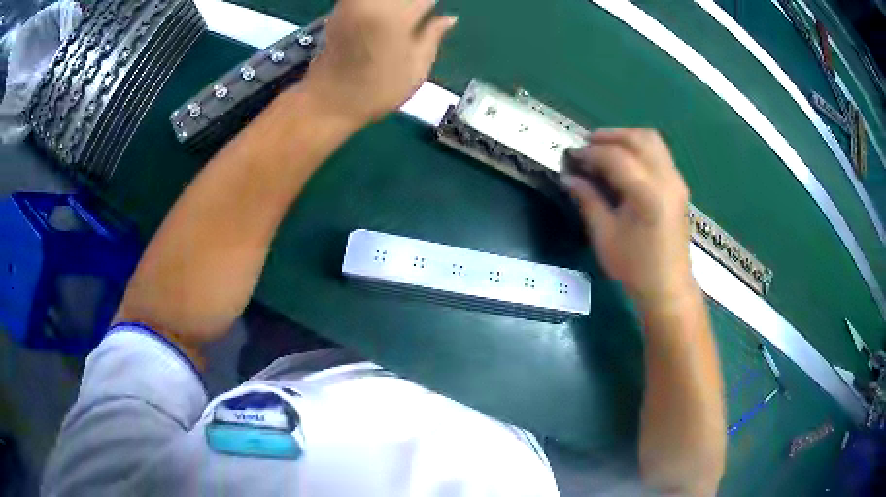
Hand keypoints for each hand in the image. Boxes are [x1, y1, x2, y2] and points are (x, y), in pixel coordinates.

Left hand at [301, 0, 456, 126]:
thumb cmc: (377, 91)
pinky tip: (386, 17)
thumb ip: (433, 36)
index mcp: (397, 16)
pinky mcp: (340, 8)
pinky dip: (381, 7)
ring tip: (406, 18)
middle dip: (413, 5)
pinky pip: (364, 1)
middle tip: (418, 17)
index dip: (432, 6)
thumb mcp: (416, 69)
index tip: (435, 13)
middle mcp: (373, 3)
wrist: (330, 101)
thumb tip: (449, 18)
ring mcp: (352, 3)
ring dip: (398, 6)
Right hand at [563, 129, 694, 308]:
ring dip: (626, 137)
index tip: (571, 157)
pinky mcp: (678, 185)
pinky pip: (659, 152)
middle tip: (586, 146)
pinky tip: (624, 162)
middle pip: (638, 138)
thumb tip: (568, 177)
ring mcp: (676, 180)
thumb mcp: (605, 236)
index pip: (616, 156)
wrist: (668, 287)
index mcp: (648, 194)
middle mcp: (666, 179)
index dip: (590, 153)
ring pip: (652, 140)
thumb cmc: (635, 267)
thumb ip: (588, 200)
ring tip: (604, 149)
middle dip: (609, 136)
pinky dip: (638, 148)